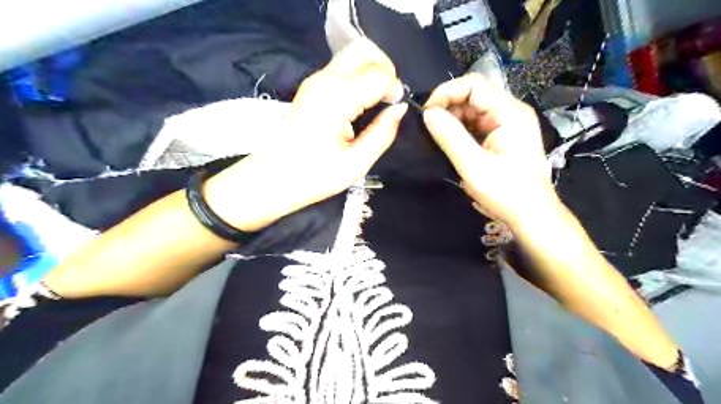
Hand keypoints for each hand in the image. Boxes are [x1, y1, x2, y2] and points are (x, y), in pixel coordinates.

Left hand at [205, 40, 404, 233]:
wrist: (273, 178)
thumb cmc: (314, 176)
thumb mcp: (356, 164)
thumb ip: (382, 133)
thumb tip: (400, 109)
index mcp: (336, 99)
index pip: (378, 73)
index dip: (394, 88)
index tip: (395, 107)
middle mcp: (324, 80)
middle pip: (363, 50)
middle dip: (384, 69)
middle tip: (388, 97)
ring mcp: (315, 80)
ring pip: (352, 55)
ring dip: (371, 72)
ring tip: (377, 101)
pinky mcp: (311, 86)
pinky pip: (342, 68)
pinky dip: (359, 77)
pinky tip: (361, 102)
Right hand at [424, 73, 556, 229]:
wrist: (532, 214)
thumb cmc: (506, 192)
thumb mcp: (473, 165)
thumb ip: (450, 137)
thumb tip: (428, 114)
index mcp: (509, 113)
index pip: (474, 85)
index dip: (446, 93)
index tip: (427, 113)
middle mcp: (511, 111)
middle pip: (474, 94)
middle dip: (448, 106)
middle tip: (429, 128)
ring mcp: (508, 123)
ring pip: (474, 109)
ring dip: (453, 118)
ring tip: (438, 136)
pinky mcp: (504, 135)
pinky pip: (478, 123)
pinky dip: (461, 129)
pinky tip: (451, 142)